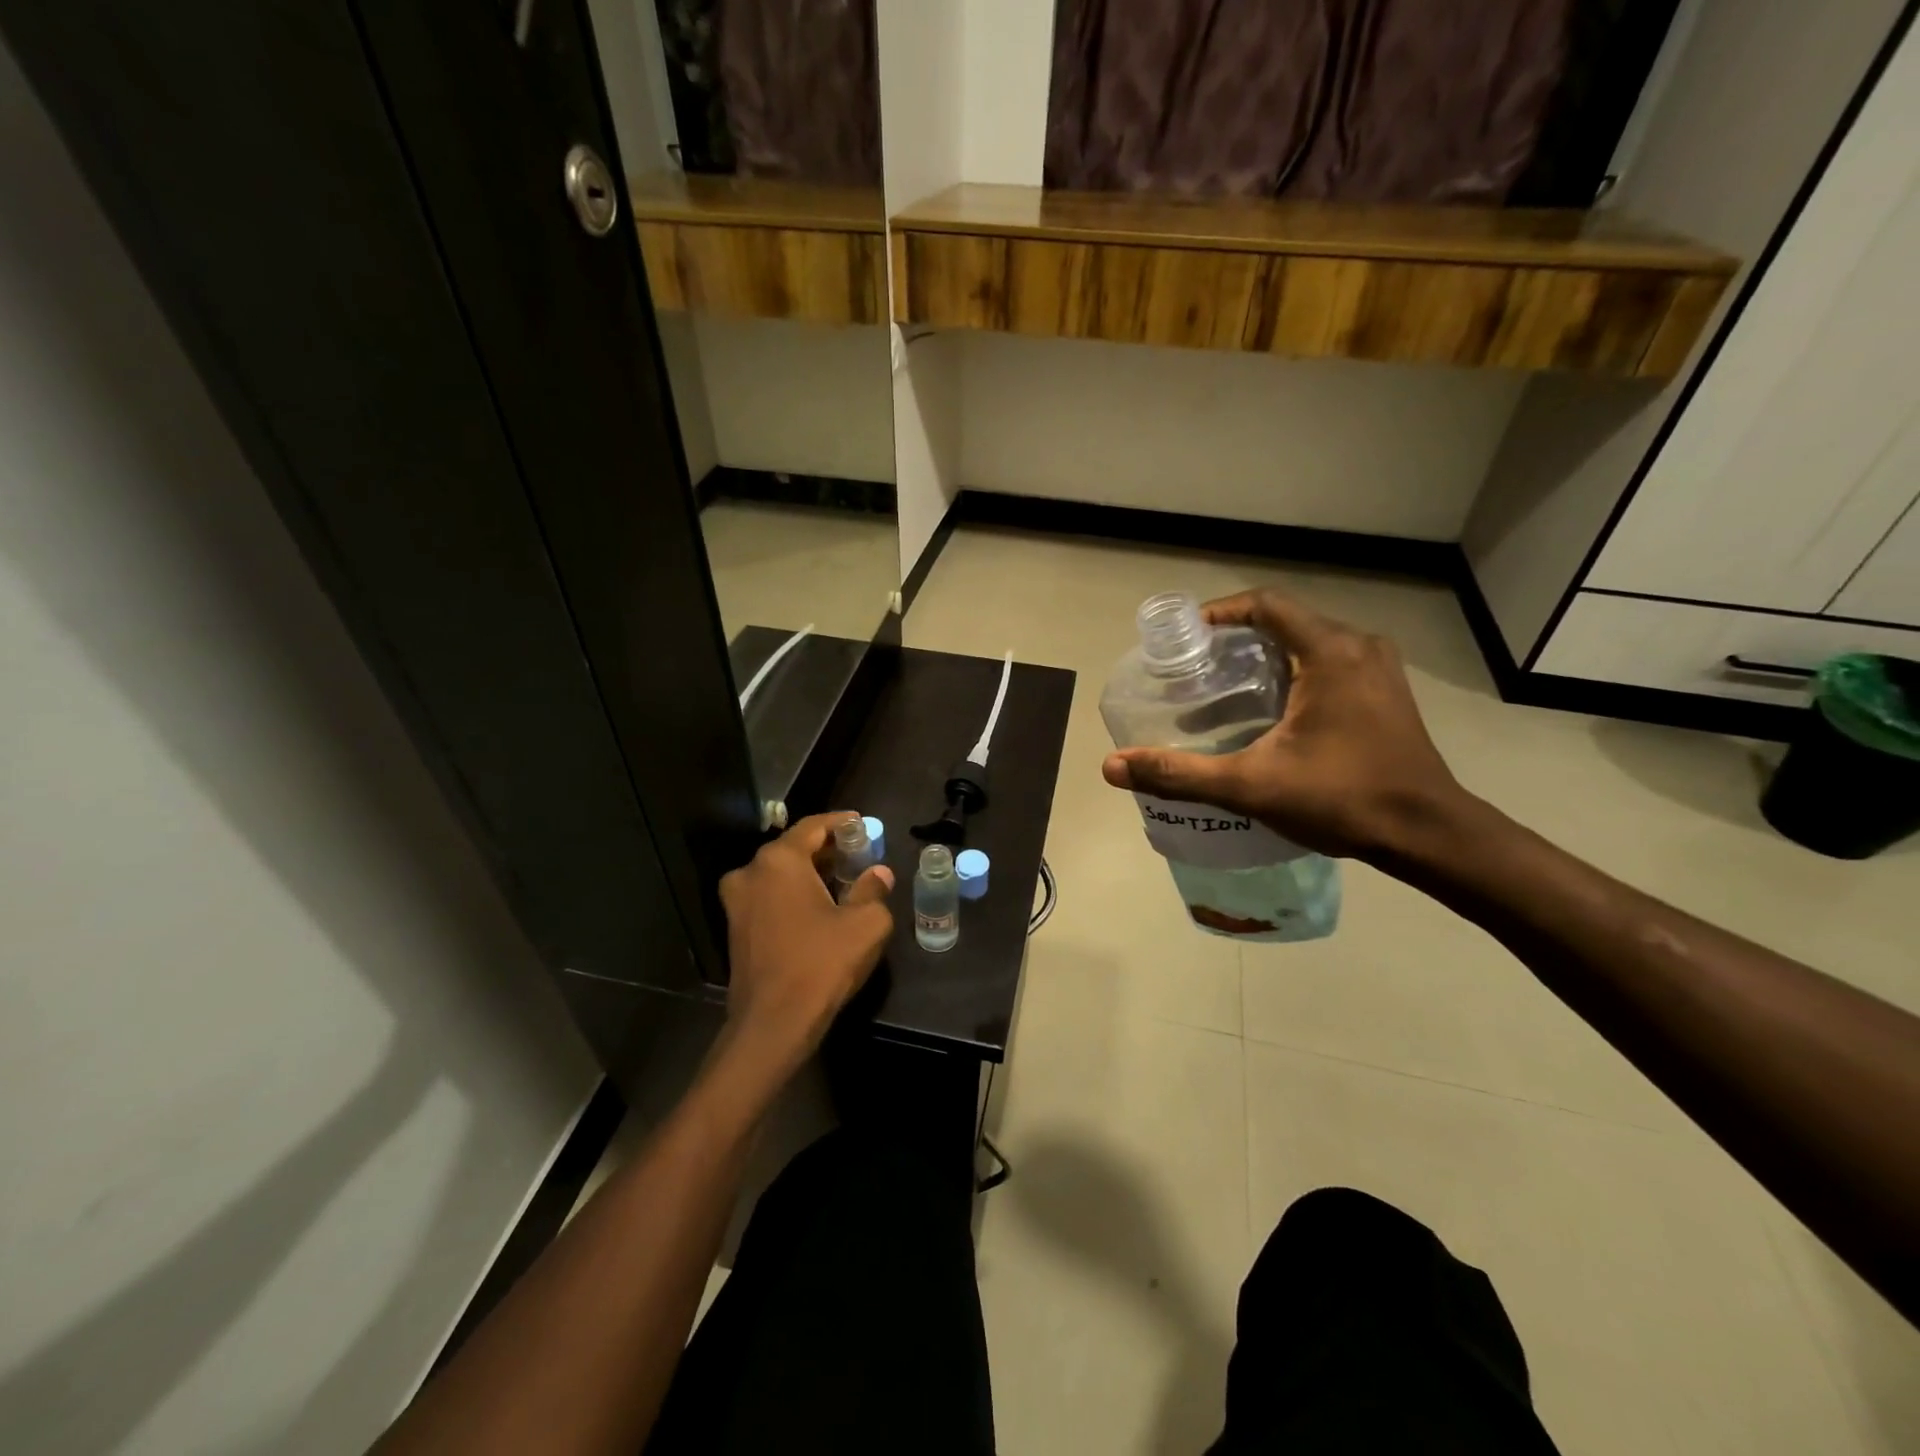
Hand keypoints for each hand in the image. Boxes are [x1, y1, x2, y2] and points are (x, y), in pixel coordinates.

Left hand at [715, 813, 893, 1085]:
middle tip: (857, 855)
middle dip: (826, 850)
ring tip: (842, 882)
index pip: (813, 827)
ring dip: (809, 873)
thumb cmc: (821, 964)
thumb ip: (874, 890)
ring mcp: (737, 902)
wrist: (773, 1023)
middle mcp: (751, 872)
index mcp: (779, 861)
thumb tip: (879, 874)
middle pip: (794, 848)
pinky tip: (818, 908)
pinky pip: (769, 897)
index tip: (863, 824)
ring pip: (779, 874)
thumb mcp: (866, 924)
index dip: (841, 823)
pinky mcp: (735, 929)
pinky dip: (793, 894)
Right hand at [1101, 589, 1468, 858]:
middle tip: (1196, 670)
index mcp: (1330, 652)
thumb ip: (1180, 773)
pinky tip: (1269, 712)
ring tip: (1224, 690)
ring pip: (1308, 643)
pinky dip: (1293, 674)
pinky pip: (1329, 664)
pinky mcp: (1386, 693)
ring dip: (1265, 657)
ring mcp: (1378, 669)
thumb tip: (1113, 766)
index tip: (1185, 638)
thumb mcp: (1251, 785)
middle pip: (1285, 622)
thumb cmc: (1343, 799)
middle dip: (1236, 639)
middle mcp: (1358, 647)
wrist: (1428, 834)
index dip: (1220, 613)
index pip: (1265, 605)